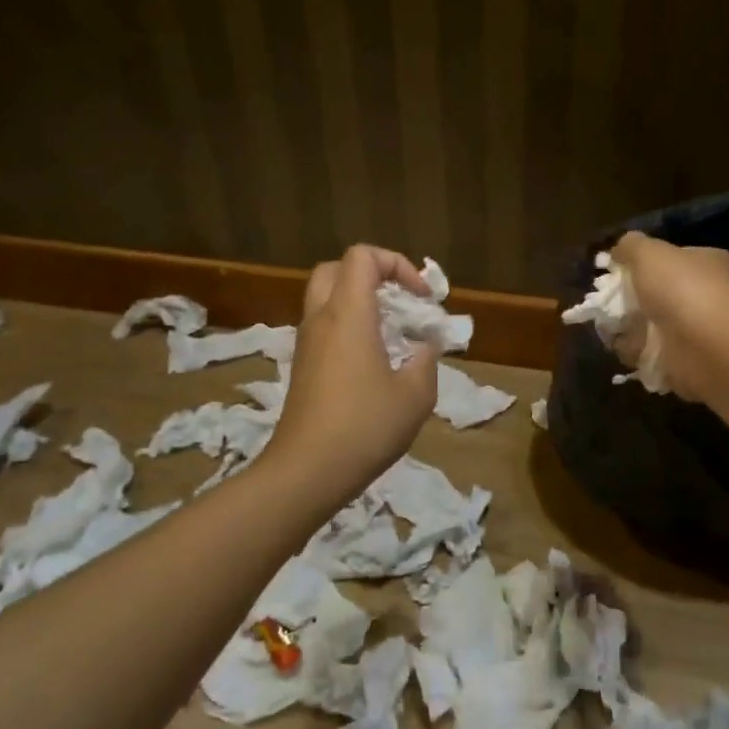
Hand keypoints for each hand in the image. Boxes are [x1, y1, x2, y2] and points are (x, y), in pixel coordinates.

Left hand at [263, 245, 437, 501]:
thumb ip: (426, 361)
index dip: (397, 264)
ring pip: (326, 298)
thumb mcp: (415, 396)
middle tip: (399, 301)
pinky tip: (372, 360)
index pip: (363, 257)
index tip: (421, 298)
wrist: (307, 471)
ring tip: (390, 332)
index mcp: (349, 315)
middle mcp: (321, 319)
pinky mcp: (302, 367)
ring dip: (358, 302)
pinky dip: (347, 326)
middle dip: (372, 275)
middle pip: (337, 269)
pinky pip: (323, 327)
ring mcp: (306, 343)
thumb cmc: (365, 427)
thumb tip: (424, 347)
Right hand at [609, 233, 728, 401]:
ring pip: (655, 326)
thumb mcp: (648, 253)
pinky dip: (637, 354)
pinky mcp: (689, 361)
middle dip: (633, 299)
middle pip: (661, 293)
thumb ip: (631, 246)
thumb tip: (619, 250)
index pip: (674, 258)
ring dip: (631, 329)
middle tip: (609, 303)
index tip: (618, 271)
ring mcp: (700, 330)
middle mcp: (709, 294)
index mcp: (709, 263)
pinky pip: (654, 354)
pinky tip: (624, 349)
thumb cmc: (681, 290)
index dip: (644, 262)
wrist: (706, 348)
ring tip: (610, 328)